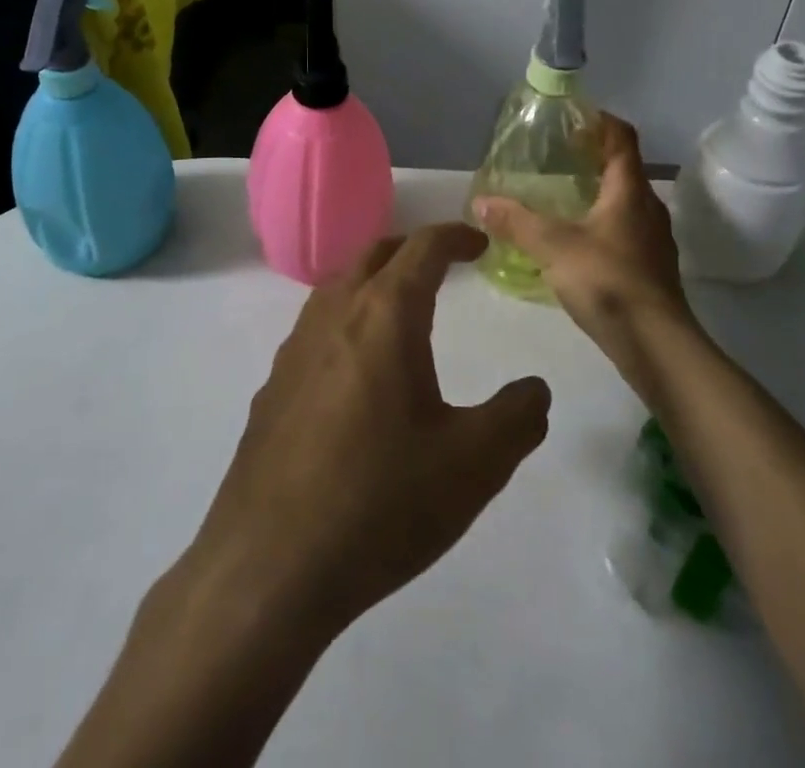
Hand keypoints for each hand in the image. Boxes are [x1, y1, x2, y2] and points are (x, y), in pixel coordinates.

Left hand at [185, 225, 551, 640]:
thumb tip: (535, 390)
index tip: (480, 244)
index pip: (422, 247)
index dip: (455, 236)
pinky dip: (346, 320)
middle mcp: (335, 315)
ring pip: (338, 287)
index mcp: (385, 315)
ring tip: (401, 309)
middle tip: (443, 265)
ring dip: (373, 280)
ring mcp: (295, 349)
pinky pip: (315, 328)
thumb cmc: (380, 502)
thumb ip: (517, 418)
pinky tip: (355, 370)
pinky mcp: (273, 387)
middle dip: (412, 248)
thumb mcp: (473, 465)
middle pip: (374, 253)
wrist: (268, 567)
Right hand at [475, 115, 697, 367]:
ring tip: (560, 199)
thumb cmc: (608, 281)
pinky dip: (600, 226)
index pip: (622, 138)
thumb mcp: (554, 247)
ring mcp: (653, 241)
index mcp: (630, 190)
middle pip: (624, 170)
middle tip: (556, 158)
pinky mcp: (649, 270)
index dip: (600, 122)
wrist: (656, 345)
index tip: (572, 118)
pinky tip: (575, 244)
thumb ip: (516, 222)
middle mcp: (648, 208)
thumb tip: (480, 202)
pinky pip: (623, 233)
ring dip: (597, 194)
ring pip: (624, 204)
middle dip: (593, 159)